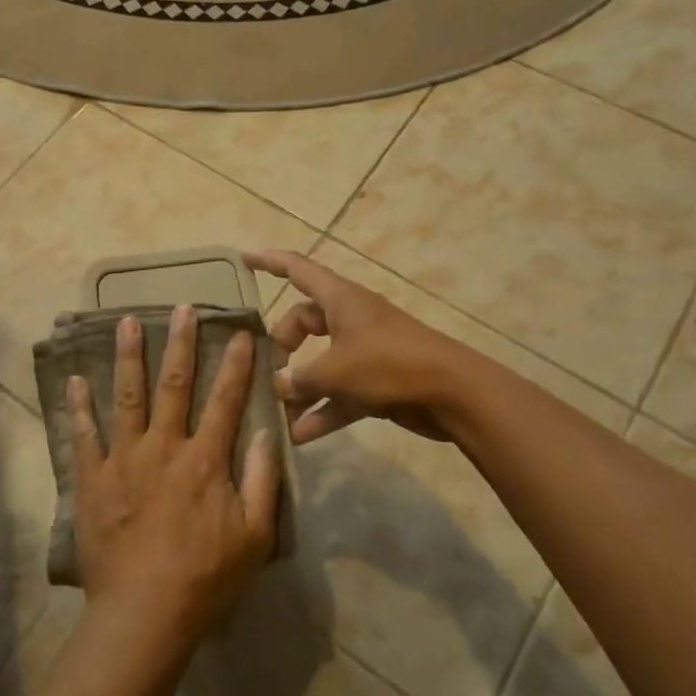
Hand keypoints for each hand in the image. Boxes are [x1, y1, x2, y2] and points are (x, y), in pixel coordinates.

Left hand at [68, 306, 280, 653]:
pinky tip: (75, 379)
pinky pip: (84, 434)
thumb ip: (264, 481)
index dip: (235, 364)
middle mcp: (164, 447)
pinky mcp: (93, 478)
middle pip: (174, 385)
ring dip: (128, 356)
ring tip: (127, 322)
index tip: (239, 332)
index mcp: (205, 460)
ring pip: (127, 396)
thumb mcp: (255, 536)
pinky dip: (79, 406)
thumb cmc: (205, 577)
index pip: (225, 400)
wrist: (144, 612)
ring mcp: (124, 459)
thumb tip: (269, 433)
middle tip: (181, 308)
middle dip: (180, 343)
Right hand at [245, 250, 461, 444]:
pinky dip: (322, 410)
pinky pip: (339, 393)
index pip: (297, 269)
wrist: (453, 394)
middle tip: (267, 373)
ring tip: (276, 414)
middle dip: (282, 347)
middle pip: (303, 322)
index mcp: (340, 299)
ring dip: (300, 387)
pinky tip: (301, 436)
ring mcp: (364, 351)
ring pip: (320, 362)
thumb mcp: (336, 371)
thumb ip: (299, 379)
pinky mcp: (376, 381)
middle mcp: (350, 319)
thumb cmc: (390, 365)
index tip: (242, 259)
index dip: (269, 261)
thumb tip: (277, 385)